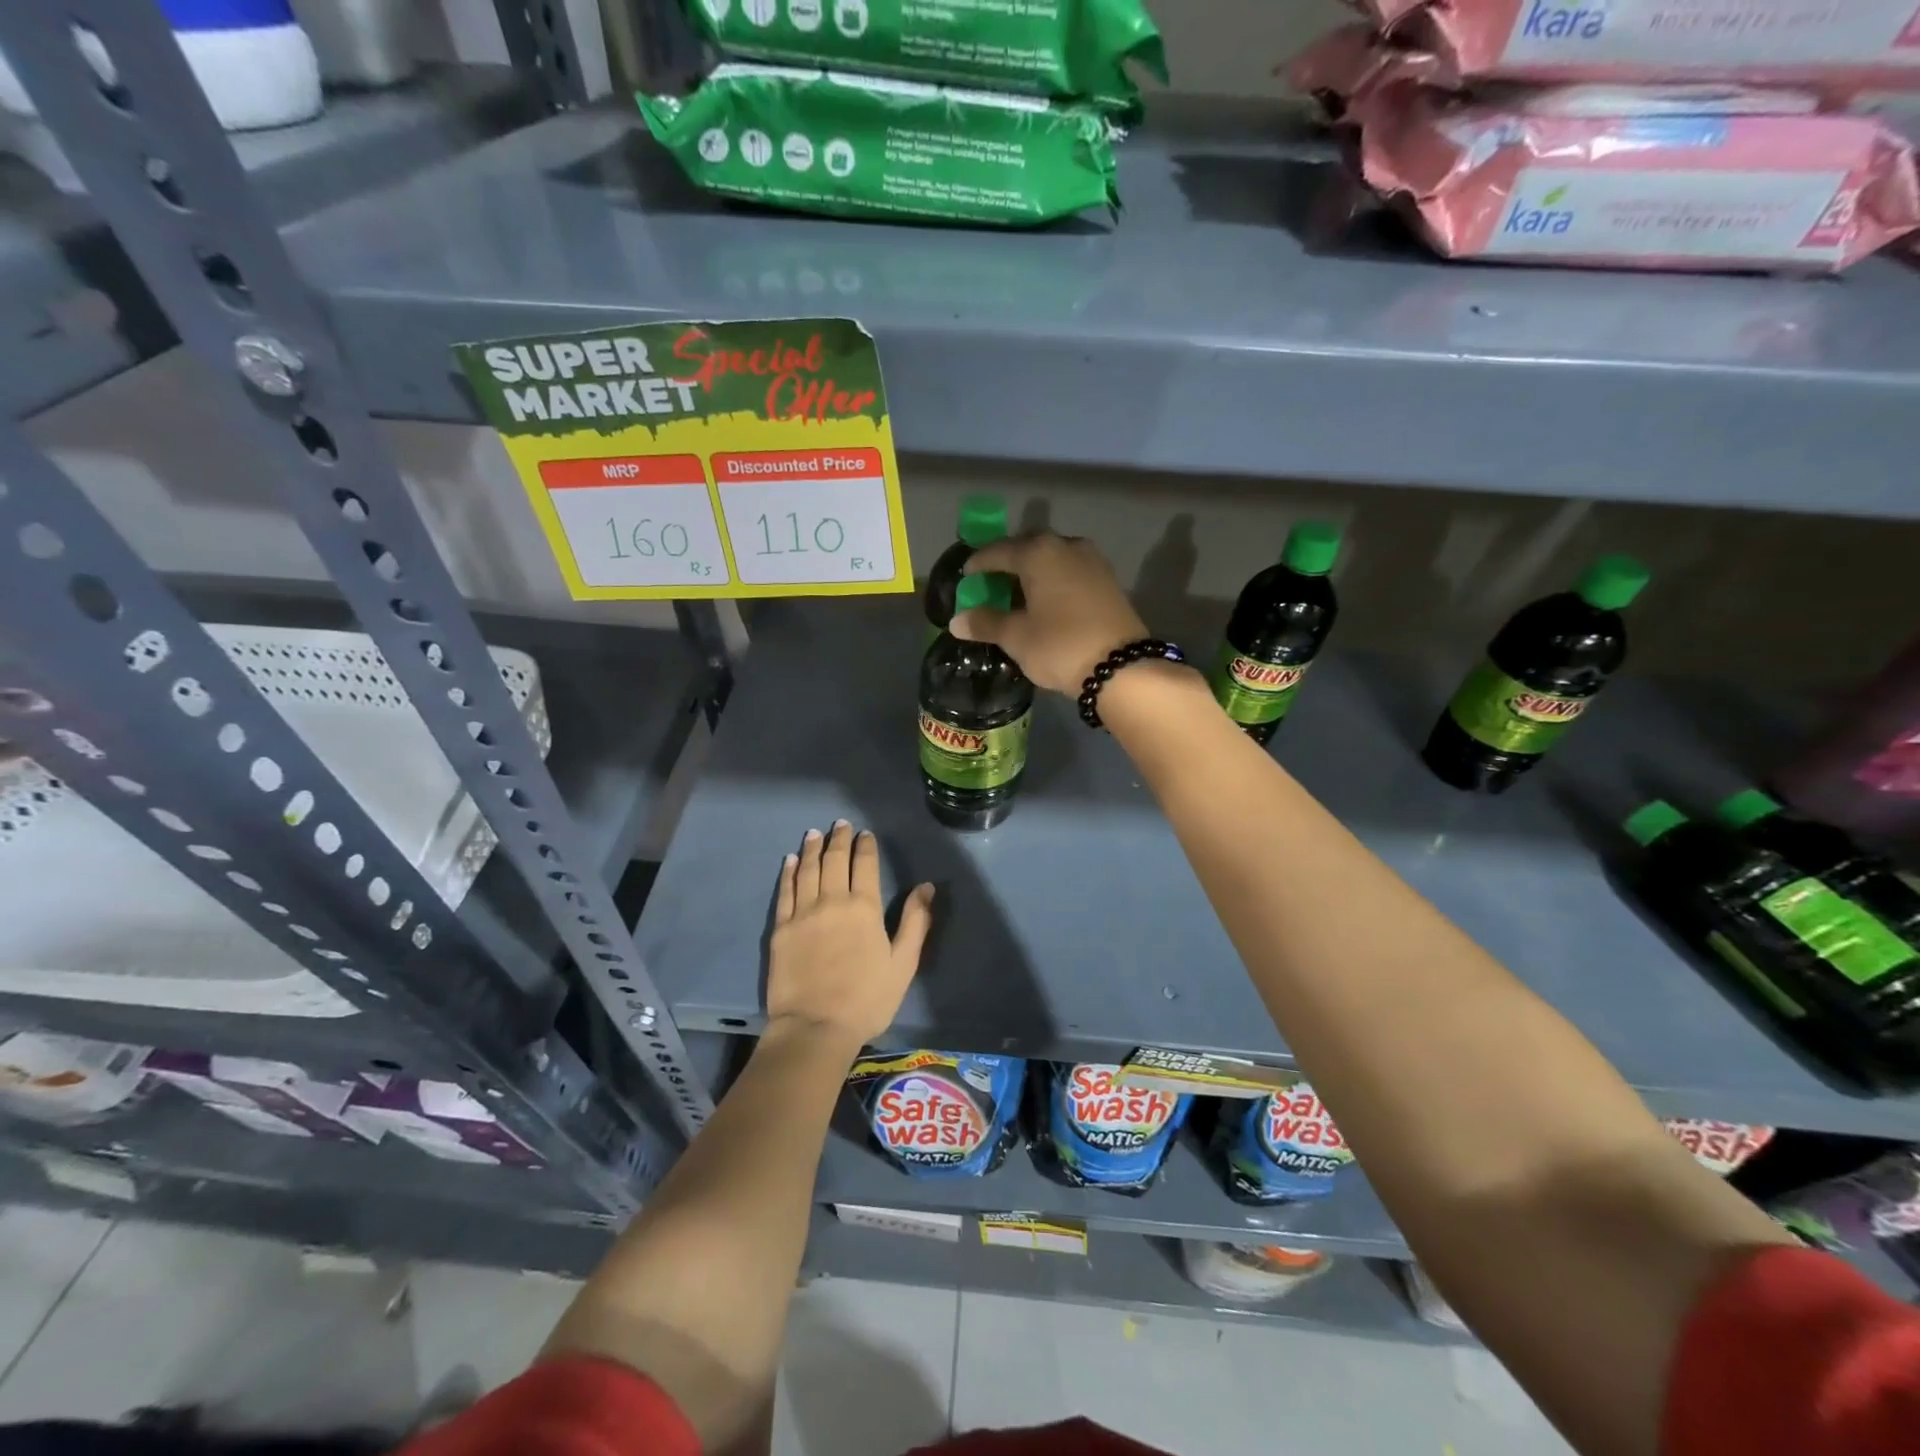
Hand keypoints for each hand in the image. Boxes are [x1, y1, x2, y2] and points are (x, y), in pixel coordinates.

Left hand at [766, 821, 934, 1050]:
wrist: (815, 1028)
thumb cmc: (867, 999)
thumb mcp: (903, 964)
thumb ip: (915, 922)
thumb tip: (926, 887)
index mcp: (864, 908)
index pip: (864, 865)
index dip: (865, 846)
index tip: (865, 834)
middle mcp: (832, 901)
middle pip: (834, 860)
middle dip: (838, 839)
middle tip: (840, 824)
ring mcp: (803, 913)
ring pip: (807, 870)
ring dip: (812, 848)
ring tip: (815, 833)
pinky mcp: (781, 929)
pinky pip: (785, 892)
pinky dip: (788, 872)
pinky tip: (790, 861)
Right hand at [949, 533, 1148, 694]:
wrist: (1122, 667)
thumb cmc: (1060, 646)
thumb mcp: (1016, 637)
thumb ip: (985, 623)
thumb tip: (957, 621)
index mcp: (1039, 553)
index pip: (998, 551)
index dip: (979, 563)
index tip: (966, 576)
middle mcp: (1067, 546)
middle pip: (1028, 548)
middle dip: (1007, 563)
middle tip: (991, 583)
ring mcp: (1093, 561)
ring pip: (1052, 559)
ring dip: (1033, 573)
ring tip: (1017, 594)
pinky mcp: (1109, 580)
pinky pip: (1070, 572)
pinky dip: (1053, 581)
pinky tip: (1046, 602)